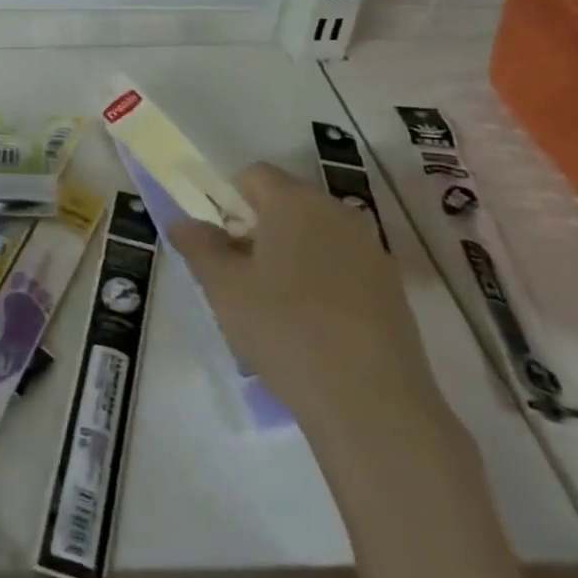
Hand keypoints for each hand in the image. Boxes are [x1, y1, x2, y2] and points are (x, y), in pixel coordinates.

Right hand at [169, 163, 438, 430]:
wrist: (371, 402)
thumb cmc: (284, 329)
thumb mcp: (223, 288)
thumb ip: (199, 245)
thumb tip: (184, 222)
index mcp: (294, 201)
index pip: (254, 175)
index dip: (230, 202)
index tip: (221, 244)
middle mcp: (337, 212)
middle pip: (287, 204)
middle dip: (259, 231)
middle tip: (241, 278)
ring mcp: (371, 250)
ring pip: (317, 237)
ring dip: (292, 258)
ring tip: (277, 310)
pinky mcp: (394, 289)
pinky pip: (345, 269)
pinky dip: (325, 284)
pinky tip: (315, 331)